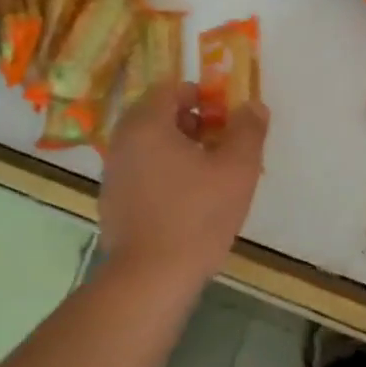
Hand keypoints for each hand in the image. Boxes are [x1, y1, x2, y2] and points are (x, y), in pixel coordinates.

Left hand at [98, 82, 268, 299]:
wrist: (151, 278)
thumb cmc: (196, 215)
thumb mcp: (237, 169)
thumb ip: (248, 130)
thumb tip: (253, 106)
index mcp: (147, 124)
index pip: (169, 88)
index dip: (200, 95)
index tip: (224, 116)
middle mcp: (122, 141)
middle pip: (157, 116)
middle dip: (191, 122)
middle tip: (220, 143)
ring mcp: (113, 173)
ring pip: (148, 145)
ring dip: (178, 148)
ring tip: (209, 173)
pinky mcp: (112, 202)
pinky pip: (140, 171)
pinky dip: (163, 172)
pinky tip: (187, 200)